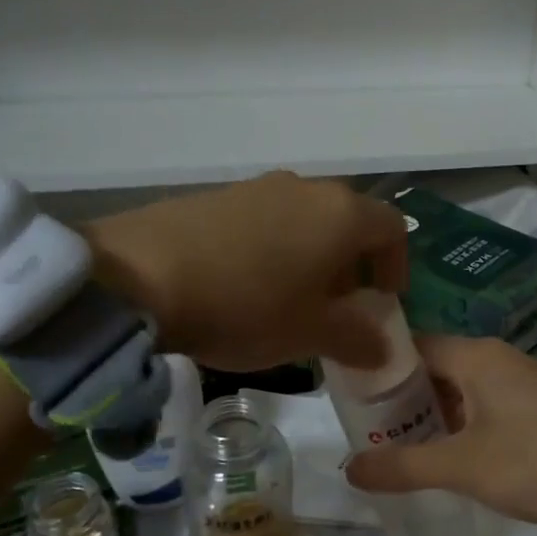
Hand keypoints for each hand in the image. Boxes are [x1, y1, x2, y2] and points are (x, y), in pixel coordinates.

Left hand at [86, 171, 407, 372]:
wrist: (140, 276)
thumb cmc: (246, 305)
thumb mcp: (309, 334)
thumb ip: (357, 339)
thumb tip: (383, 348)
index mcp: (341, 215)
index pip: (393, 228)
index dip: (396, 266)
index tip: (381, 302)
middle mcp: (306, 189)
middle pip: (348, 222)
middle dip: (351, 266)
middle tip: (336, 308)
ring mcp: (258, 187)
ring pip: (305, 220)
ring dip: (311, 257)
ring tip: (289, 300)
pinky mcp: (218, 196)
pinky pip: (264, 220)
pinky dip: (272, 249)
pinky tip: (244, 285)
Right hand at [343, 336, 536, 535]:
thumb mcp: (462, 466)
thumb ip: (402, 466)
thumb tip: (348, 470)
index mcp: (477, 355)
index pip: (412, 345)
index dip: (378, 367)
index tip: (347, 395)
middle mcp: (496, 361)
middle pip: (433, 369)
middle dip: (400, 398)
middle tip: (363, 430)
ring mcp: (519, 387)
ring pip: (457, 393)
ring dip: (428, 417)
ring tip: (391, 447)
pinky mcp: (534, 414)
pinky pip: (480, 412)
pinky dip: (456, 429)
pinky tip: (438, 457)